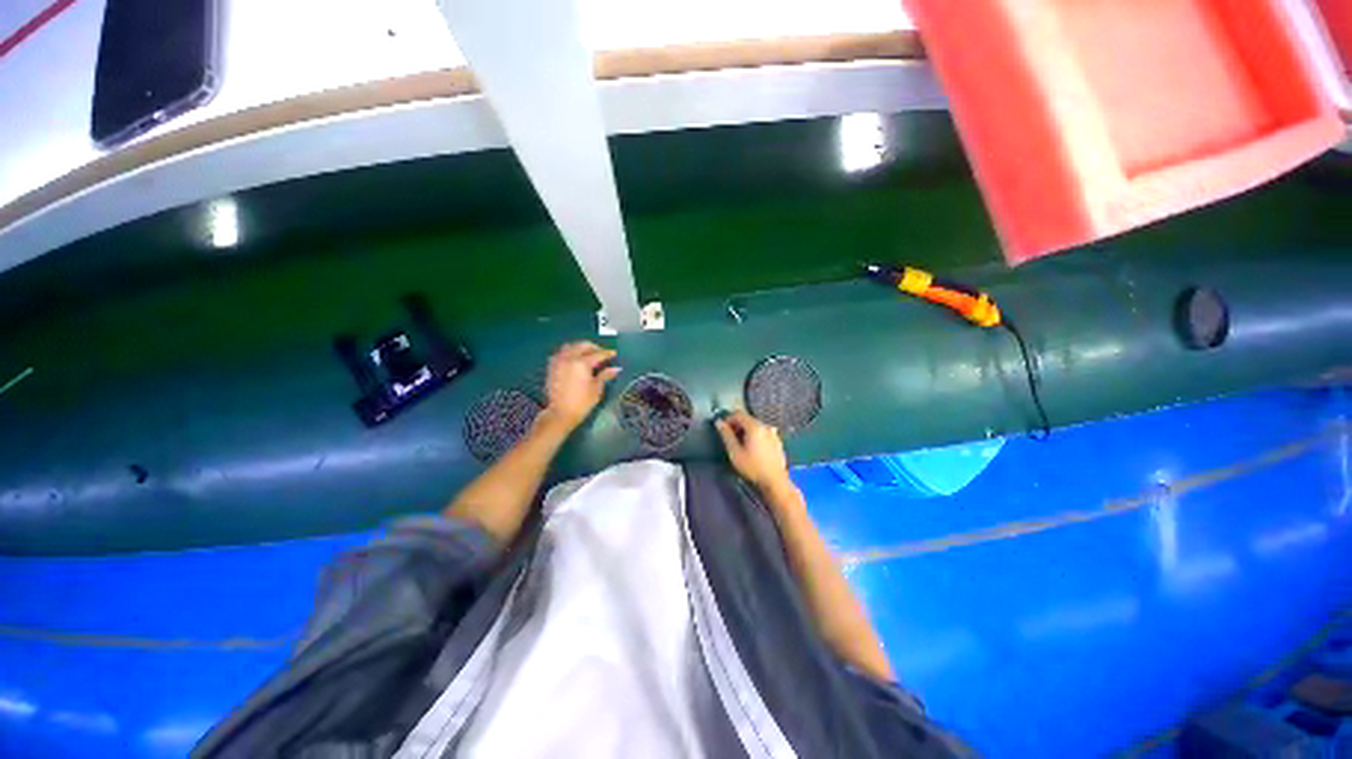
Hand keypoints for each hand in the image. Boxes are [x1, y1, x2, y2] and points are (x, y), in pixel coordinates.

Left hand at [542, 342, 620, 431]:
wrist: (560, 413)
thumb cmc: (581, 402)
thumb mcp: (596, 389)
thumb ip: (605, 375)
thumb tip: (616, 369)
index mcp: (582, 363)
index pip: (598, 354)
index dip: (608, 353)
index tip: (614, 354)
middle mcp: (569, 358)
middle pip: (583, 345)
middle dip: (594, 348)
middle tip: (601, 354)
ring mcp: (559, 361)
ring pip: (570, 346)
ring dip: (580, 348)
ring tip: (587, 355)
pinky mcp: (552, 366)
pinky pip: (561, 353)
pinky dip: (569, 352)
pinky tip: (574, 360)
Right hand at [715, 410, 791, 491]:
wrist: (775, 481)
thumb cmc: (753, 467)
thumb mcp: (735, 452)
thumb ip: (726, 435)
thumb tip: (719, 422)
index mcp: (755, 426)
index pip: (738, 414)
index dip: (728, 419)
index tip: (722, 429)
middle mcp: (765, 426)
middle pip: (747, 419)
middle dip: (737, 425)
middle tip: (730, 438)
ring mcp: (773, 433)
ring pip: (755, 426)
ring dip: (746, 431)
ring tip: (741, 445)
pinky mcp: (777, 441)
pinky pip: (763, 433)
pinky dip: (755, 436)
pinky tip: (753, 449)